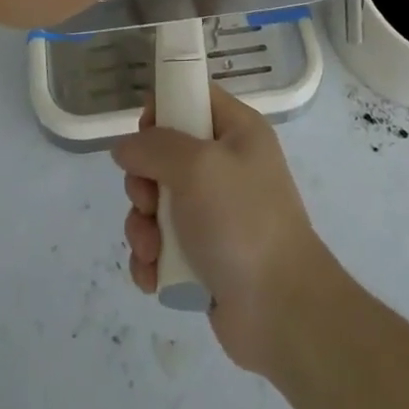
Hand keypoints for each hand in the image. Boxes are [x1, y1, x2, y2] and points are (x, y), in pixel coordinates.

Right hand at [115, 85, 340, 373]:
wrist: (282, 311)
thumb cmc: (242, 222)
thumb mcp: (196, 166)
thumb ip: (154, 147)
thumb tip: (126, 148)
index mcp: (237, 131)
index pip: (192, 96)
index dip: (162, 108)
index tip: (144, 134)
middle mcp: (225, 166)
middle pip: (164, 153)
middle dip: (143, 182)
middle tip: (148, 202)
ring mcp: (214, 213)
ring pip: (156, 203)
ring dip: (143, 227)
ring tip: (151, 251)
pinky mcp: (203, 255)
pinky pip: (161, 245)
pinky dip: (151, 260)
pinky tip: (153, 277)